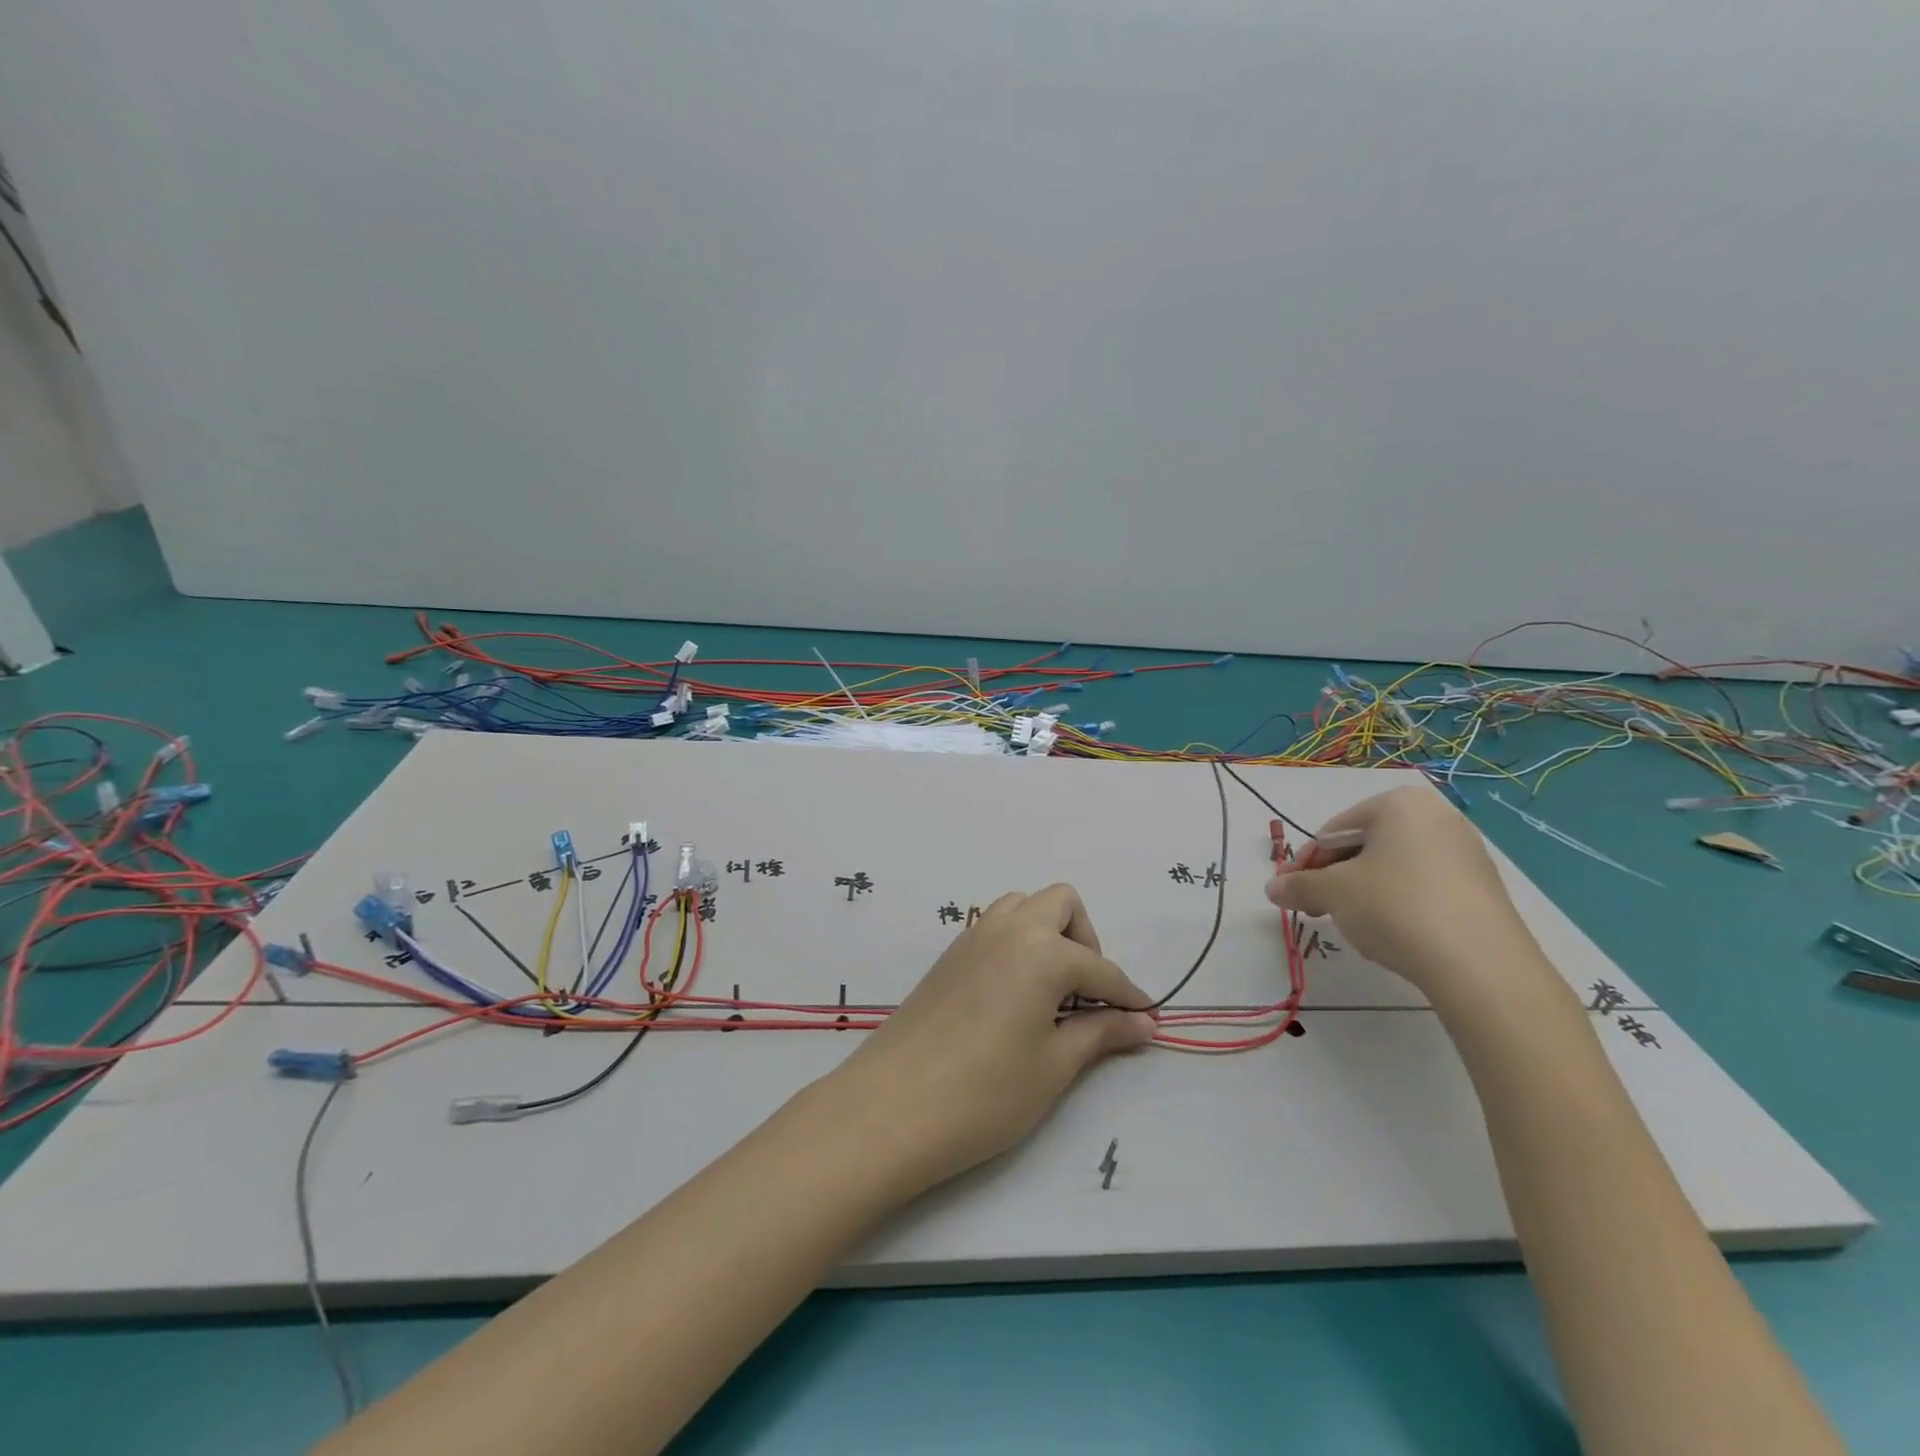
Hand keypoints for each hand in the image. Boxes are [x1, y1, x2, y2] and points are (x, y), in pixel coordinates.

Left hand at [821, 884, 1154, 1199]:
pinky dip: (1017, 943)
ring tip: (1051, 992)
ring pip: (1022, 907)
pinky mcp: (948, 956)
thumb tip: (1143, 1022)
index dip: (1128, 996)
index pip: (1100, 967)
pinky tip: (1015, 995)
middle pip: (1061, 904)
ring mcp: (972, 937)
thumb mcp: (1054, 1066)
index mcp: (1041, 950)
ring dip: (1048, 934)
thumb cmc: (985, 1092)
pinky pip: (994, 927)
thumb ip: (1101, 1033)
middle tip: (1087, 995)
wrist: (891, 1108)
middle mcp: (1008, 928)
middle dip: (1086, 941)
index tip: (1147, 1018)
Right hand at [1265, 785, 1548, 1000]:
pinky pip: (1423, 887)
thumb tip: (1272, 888)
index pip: (1333, 831)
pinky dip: (1397, 904)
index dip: (1305, 863)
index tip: (1289, 892)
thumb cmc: (1395, 908)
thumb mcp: (1333, 893)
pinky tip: (1391, 933)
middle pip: (1364, 846)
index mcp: (1399, 804)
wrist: (1481, 967)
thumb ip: (1297, 885)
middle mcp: (1436, 817)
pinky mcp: (1482, 888)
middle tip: (1314, 910)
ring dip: (1361, 892)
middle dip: (1333, 878)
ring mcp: (1465, 852)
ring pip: (1392, 868)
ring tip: (1351, 924)